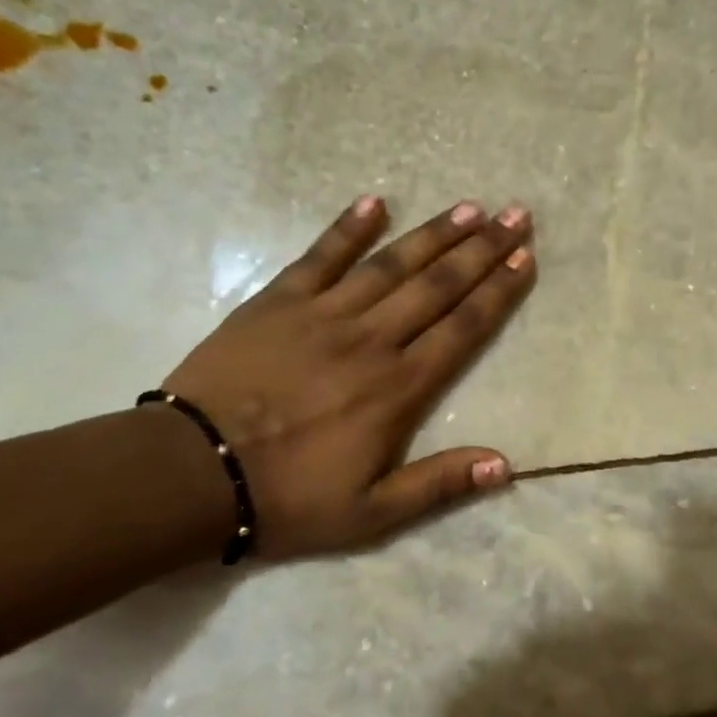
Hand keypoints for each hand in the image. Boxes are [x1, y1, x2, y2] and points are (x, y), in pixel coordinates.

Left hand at [164, 195, 535, 559]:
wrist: (191, 473)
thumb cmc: (288, 497)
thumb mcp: (372, 514)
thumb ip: (438, 484)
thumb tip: (505, 466)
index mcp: (399, 387)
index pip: (462, 328)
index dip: (498, 291)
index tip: (525, 258)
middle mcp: (371, 339)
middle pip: (437, 285)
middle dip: (482, 249)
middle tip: (515, 215)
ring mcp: (323, 314)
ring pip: (391, 264)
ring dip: (433, 233)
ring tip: (469, 207)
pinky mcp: (277, 302)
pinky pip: (320, 256)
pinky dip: (348, 228)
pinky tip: (374, 202)